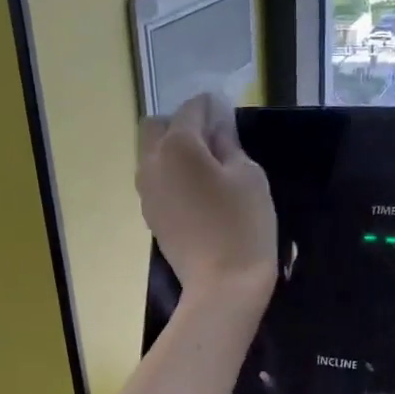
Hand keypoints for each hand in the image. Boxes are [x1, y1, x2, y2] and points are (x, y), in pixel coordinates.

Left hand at [137, 94, 276, 304]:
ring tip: (207, 168)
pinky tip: (197, 193)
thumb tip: (217, 127)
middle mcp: (151, 163)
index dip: (212, 107)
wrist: (223, 286)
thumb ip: (229, 144)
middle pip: (156, 126)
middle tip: (213, 141)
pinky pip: (156, 181)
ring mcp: (146, 192)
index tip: (229, 114)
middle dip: (182, 124)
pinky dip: (171, 176)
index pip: (191, 109)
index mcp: (177, 146)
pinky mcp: (150, 215)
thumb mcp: (249, 176)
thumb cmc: (243, 226)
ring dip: (173, 151)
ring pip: (151, 155)